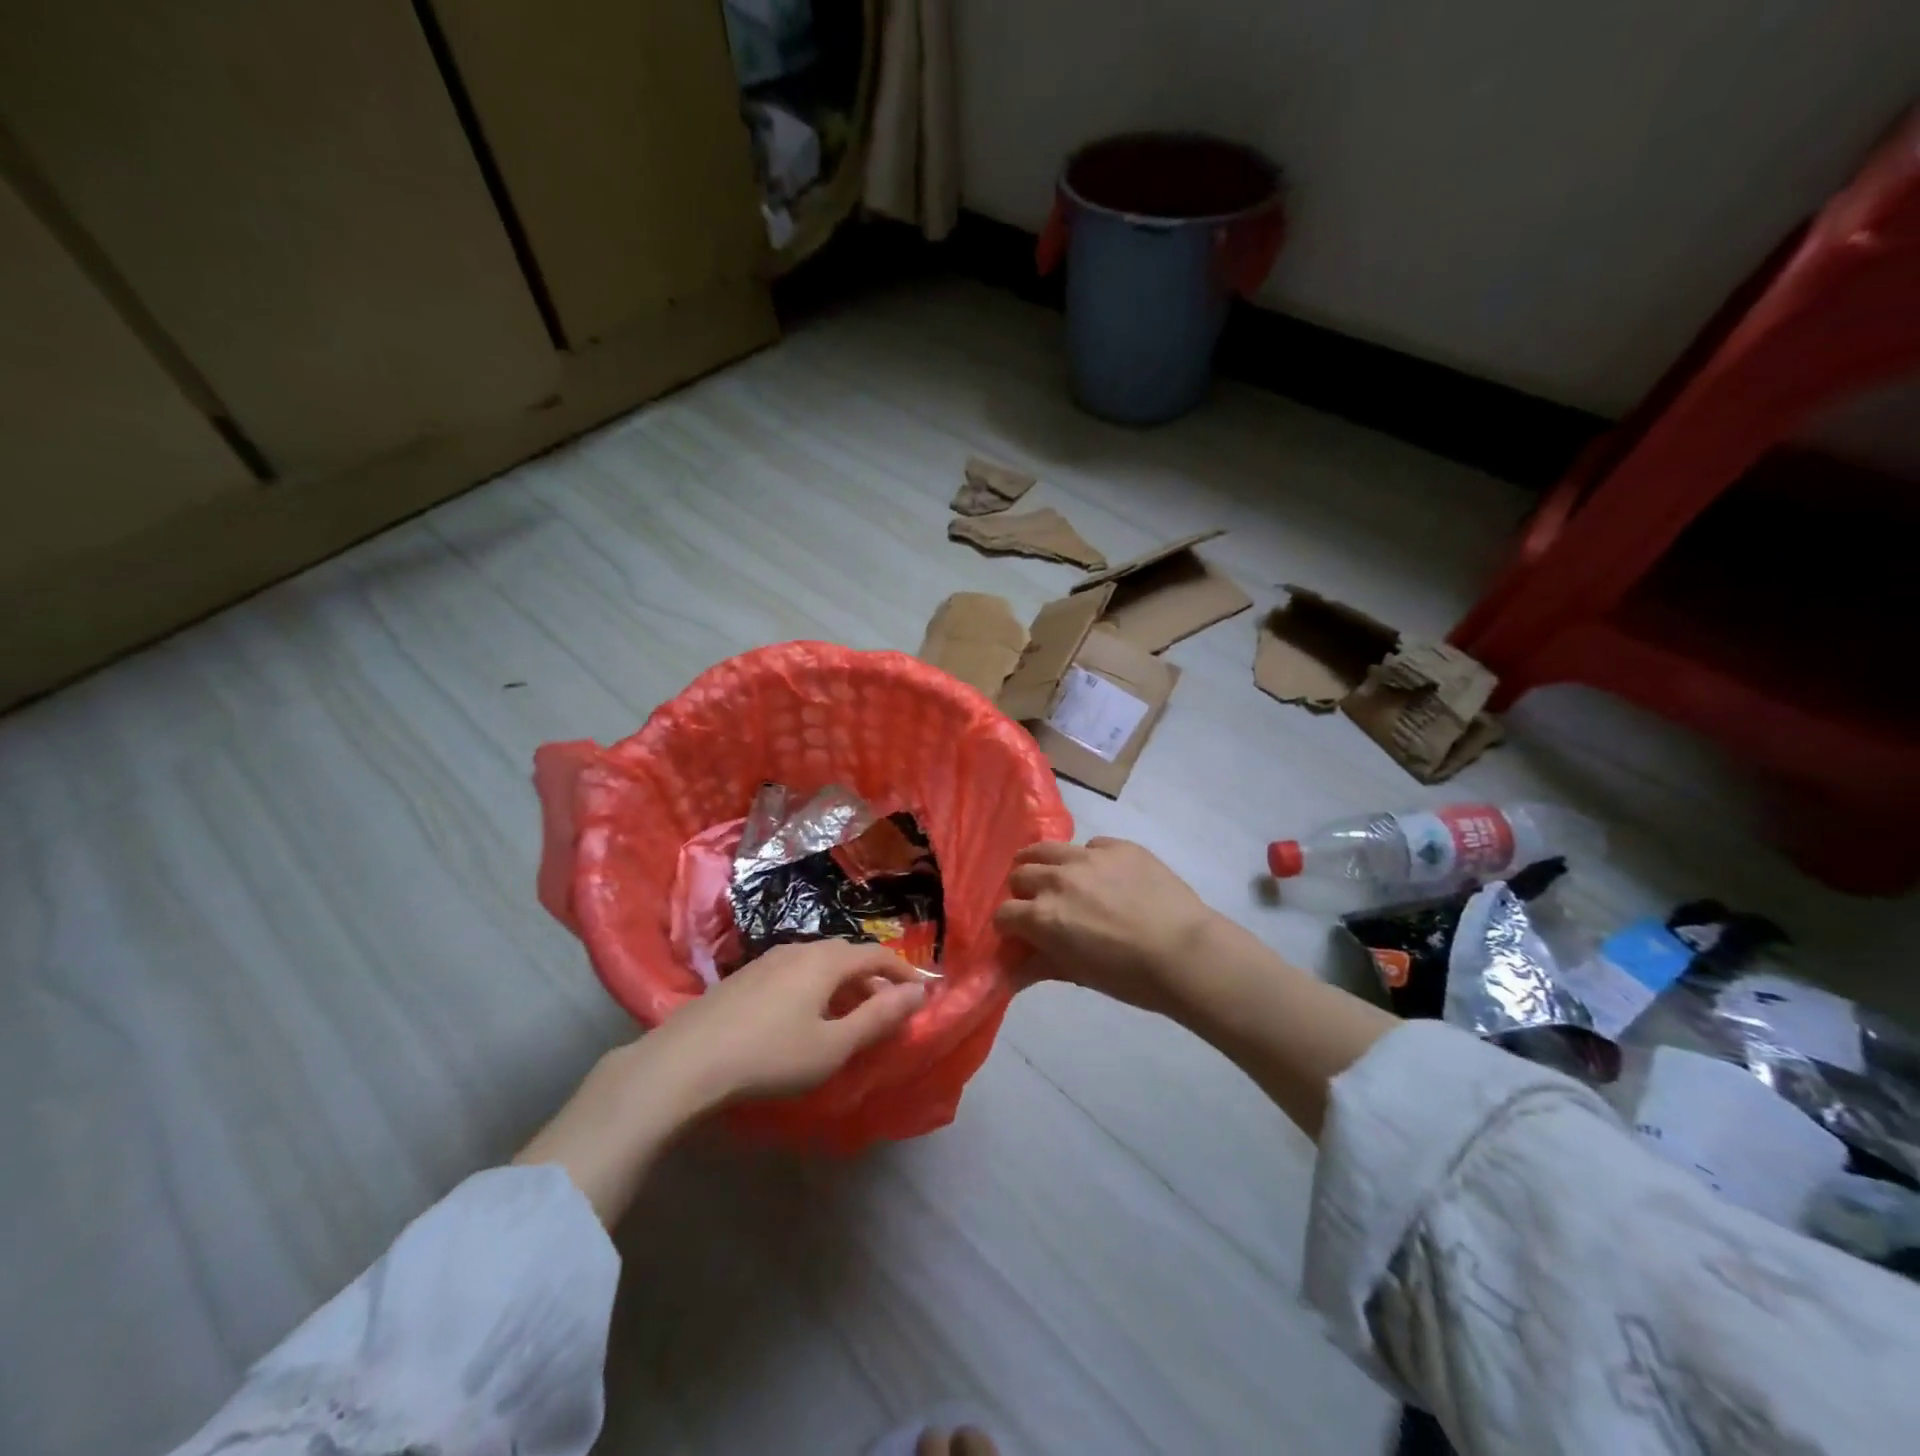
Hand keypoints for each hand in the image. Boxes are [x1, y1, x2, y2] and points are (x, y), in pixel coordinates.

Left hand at [645, 939, 926, 1107]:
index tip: (922, 989)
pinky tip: (804, 1015)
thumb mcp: (833, 1045)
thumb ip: (878, 1017)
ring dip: (842, 982)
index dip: (903, 971)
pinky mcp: (744, 976)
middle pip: (846, 955)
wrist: (686, 1061)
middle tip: (887, 1007)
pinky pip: (794, 972)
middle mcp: (799, 949)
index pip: (876, 955)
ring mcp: (767, 960)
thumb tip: (918, 992)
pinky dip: (815, 987)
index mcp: (825, 961)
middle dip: (873, 977)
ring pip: (818, 962)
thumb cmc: (770, 1056)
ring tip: (848, 1013)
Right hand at [994, 838, 1222, 1016]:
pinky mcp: (1118, 846)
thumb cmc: (1129, 976)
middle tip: (1041, 907)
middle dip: (1024, 892)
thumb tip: (1007, 974)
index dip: (1009, 927)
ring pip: (1046, 849)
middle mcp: (1057, 878)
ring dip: (1043, 864)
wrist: (1185, 952)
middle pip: (1020, 875)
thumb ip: (1038, 966)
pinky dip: (1088, 860)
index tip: (1020, 935)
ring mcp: (1088, 857)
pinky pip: (1091, 846)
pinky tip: (1107, 878)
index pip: (1003, 914)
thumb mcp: (1078, 974)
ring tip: (1059, 878)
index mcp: (1042, 915)